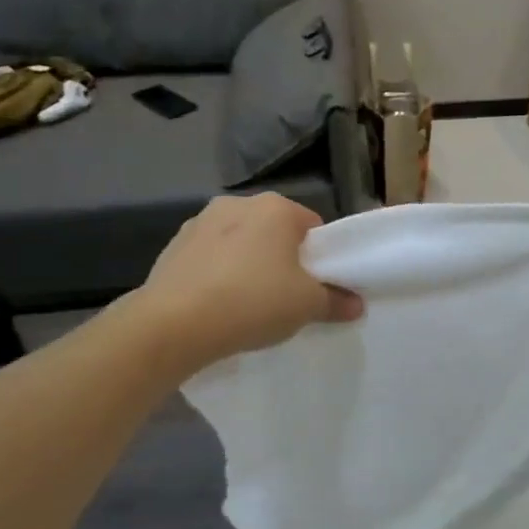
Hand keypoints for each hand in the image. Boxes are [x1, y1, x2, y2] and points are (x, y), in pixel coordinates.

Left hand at [136, 194, 362, 368]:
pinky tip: (216, 304)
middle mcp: (237, 203)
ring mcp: (200, 222)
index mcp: (276, 208)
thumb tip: (356, 305)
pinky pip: (209, 258)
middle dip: (281, 258)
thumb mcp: (307, 306)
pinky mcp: (172, 246)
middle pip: (274, 231)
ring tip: (246, 303)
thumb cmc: (253, 302)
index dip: (319, 257)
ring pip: (239, 242)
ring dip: (246, 264)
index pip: (312, 227)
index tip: (315, 286)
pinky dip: (217, 274)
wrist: (172, 325)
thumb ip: (336, 301)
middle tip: (284, 296)